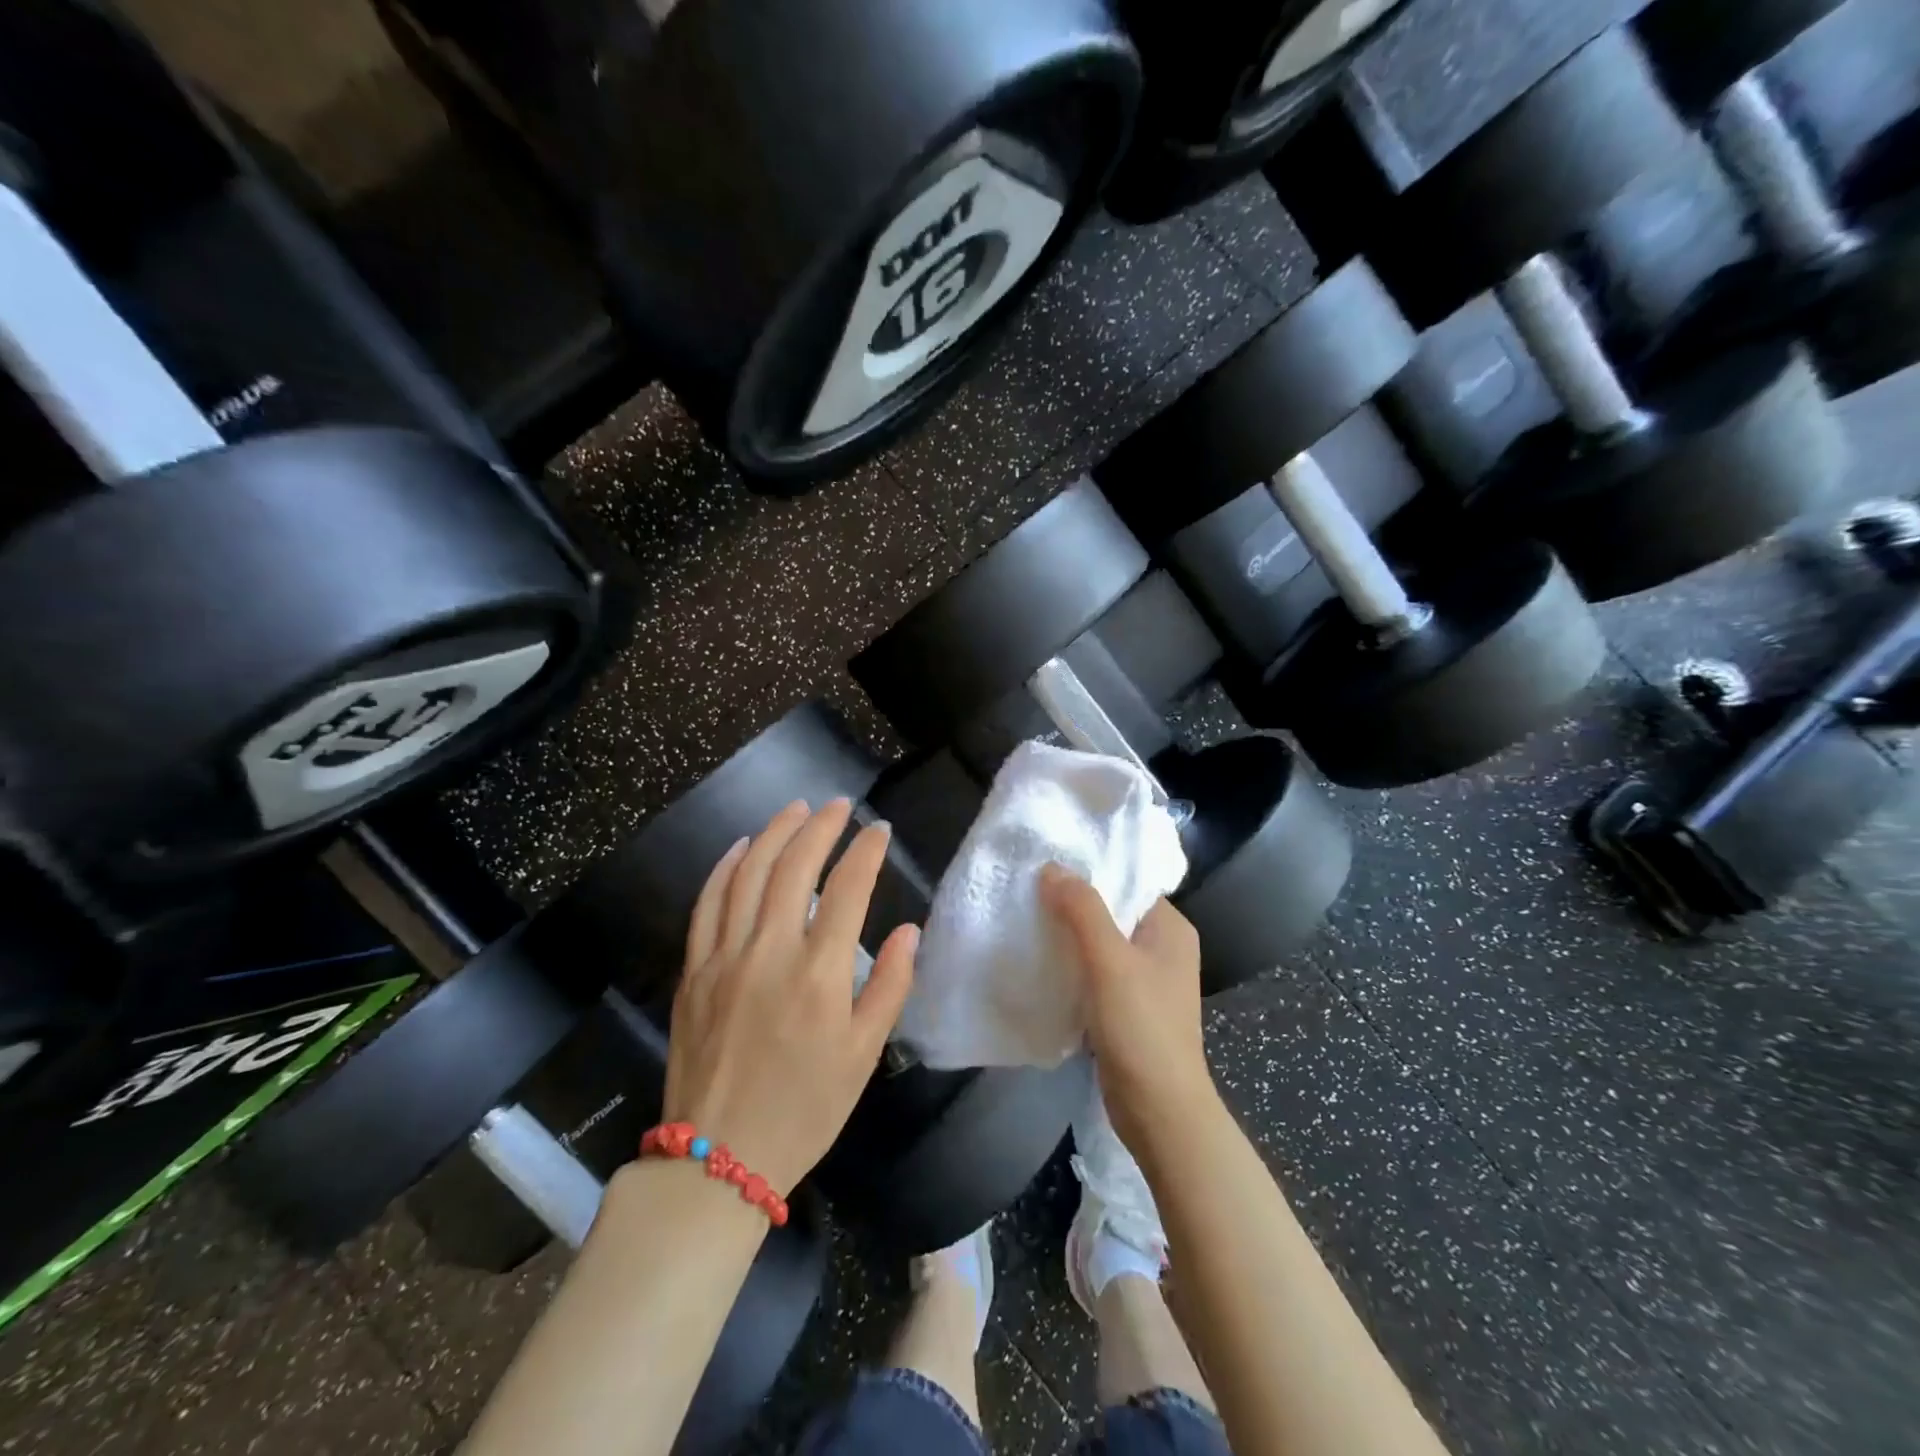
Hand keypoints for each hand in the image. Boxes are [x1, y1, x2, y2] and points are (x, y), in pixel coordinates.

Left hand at [664, 799, 916, 1195]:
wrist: (719, 1158)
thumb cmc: (804, 1109)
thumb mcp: (863, 1056)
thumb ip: (889, 987)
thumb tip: (909, 931)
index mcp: (819, 973)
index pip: (848, 888)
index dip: (866, 851)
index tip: (879, 831)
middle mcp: (770, 951)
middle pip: (795, 866)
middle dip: (820, 826)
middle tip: (839, 805)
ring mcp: (725, 956)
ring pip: (748, 873)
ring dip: (773, 833)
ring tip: (795, 809)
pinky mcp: (695, 970)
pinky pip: (707, 904)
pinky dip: (725, 867)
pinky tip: (741, 847)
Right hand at [1040, 865, 1218, 1160]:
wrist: (1159, 1111)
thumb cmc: (1142, 1028)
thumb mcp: (1109, 961)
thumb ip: (1082, 910)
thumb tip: (1052, 868)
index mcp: (1170, 928)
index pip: (1128, 882)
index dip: (1090, 871)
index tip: (1047, 863)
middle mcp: (1161, 947)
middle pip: (1111, 911)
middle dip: (1072, 902)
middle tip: (1028, 889)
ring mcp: (1145, 980)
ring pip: (1099, 943)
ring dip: (1068, 935)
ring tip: (1026, 918)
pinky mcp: (1126, 1007)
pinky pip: (1094, 972)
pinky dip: (1071, 964)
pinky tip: (1039, 960)